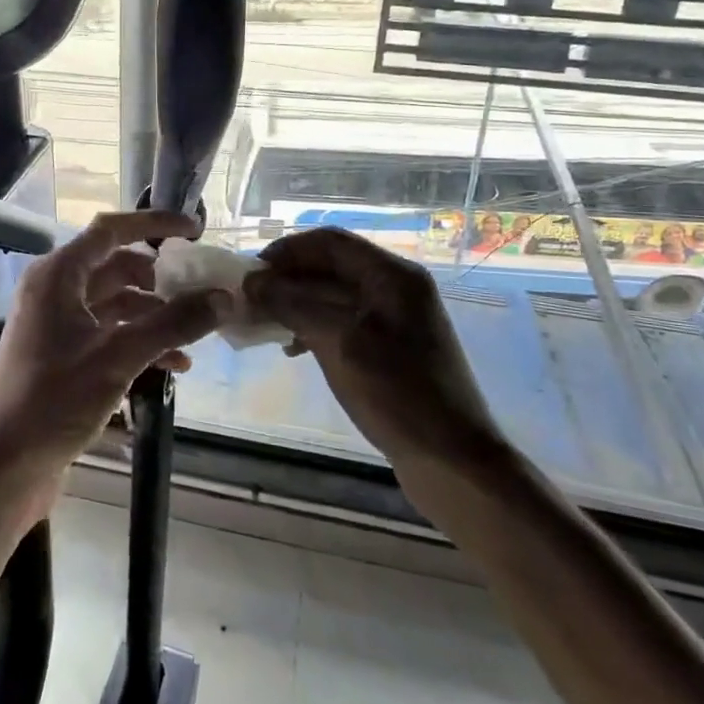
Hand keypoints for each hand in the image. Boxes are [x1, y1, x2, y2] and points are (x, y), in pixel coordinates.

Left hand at [0, 211, 229, 498]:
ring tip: (194, 333)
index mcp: (58, 275)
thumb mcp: (119, 357)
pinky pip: (108, 333)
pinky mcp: (61, 355)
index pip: (111, 230)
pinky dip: (139, 340)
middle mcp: (55, 290)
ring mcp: (56, 324)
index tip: (196, 230)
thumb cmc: (55, 399)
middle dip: (160, 278)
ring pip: (115, 303)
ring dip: (154, 314)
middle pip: (116, 266)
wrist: (4, 465)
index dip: (155, 224)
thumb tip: (224, 298)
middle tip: (200, 288)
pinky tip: (174, 365)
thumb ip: (173, 324)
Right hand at [244, 228, 501, 470]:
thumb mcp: (340, 343)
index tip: (250, 273)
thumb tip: (252, 282)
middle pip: (330, 266)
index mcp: (392, 275)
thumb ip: (294, 305)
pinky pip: (343, 322)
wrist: (453, 461)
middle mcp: (395, 287)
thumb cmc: (398, 393)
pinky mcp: (389, 347)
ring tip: (264, 324)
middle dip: (288, 279)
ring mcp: (394, 318)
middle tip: (250, 301)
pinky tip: (292, 348)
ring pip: (333, 295)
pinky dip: (313, 327)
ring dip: (297, 304)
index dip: (287, 251)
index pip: (330, 242)